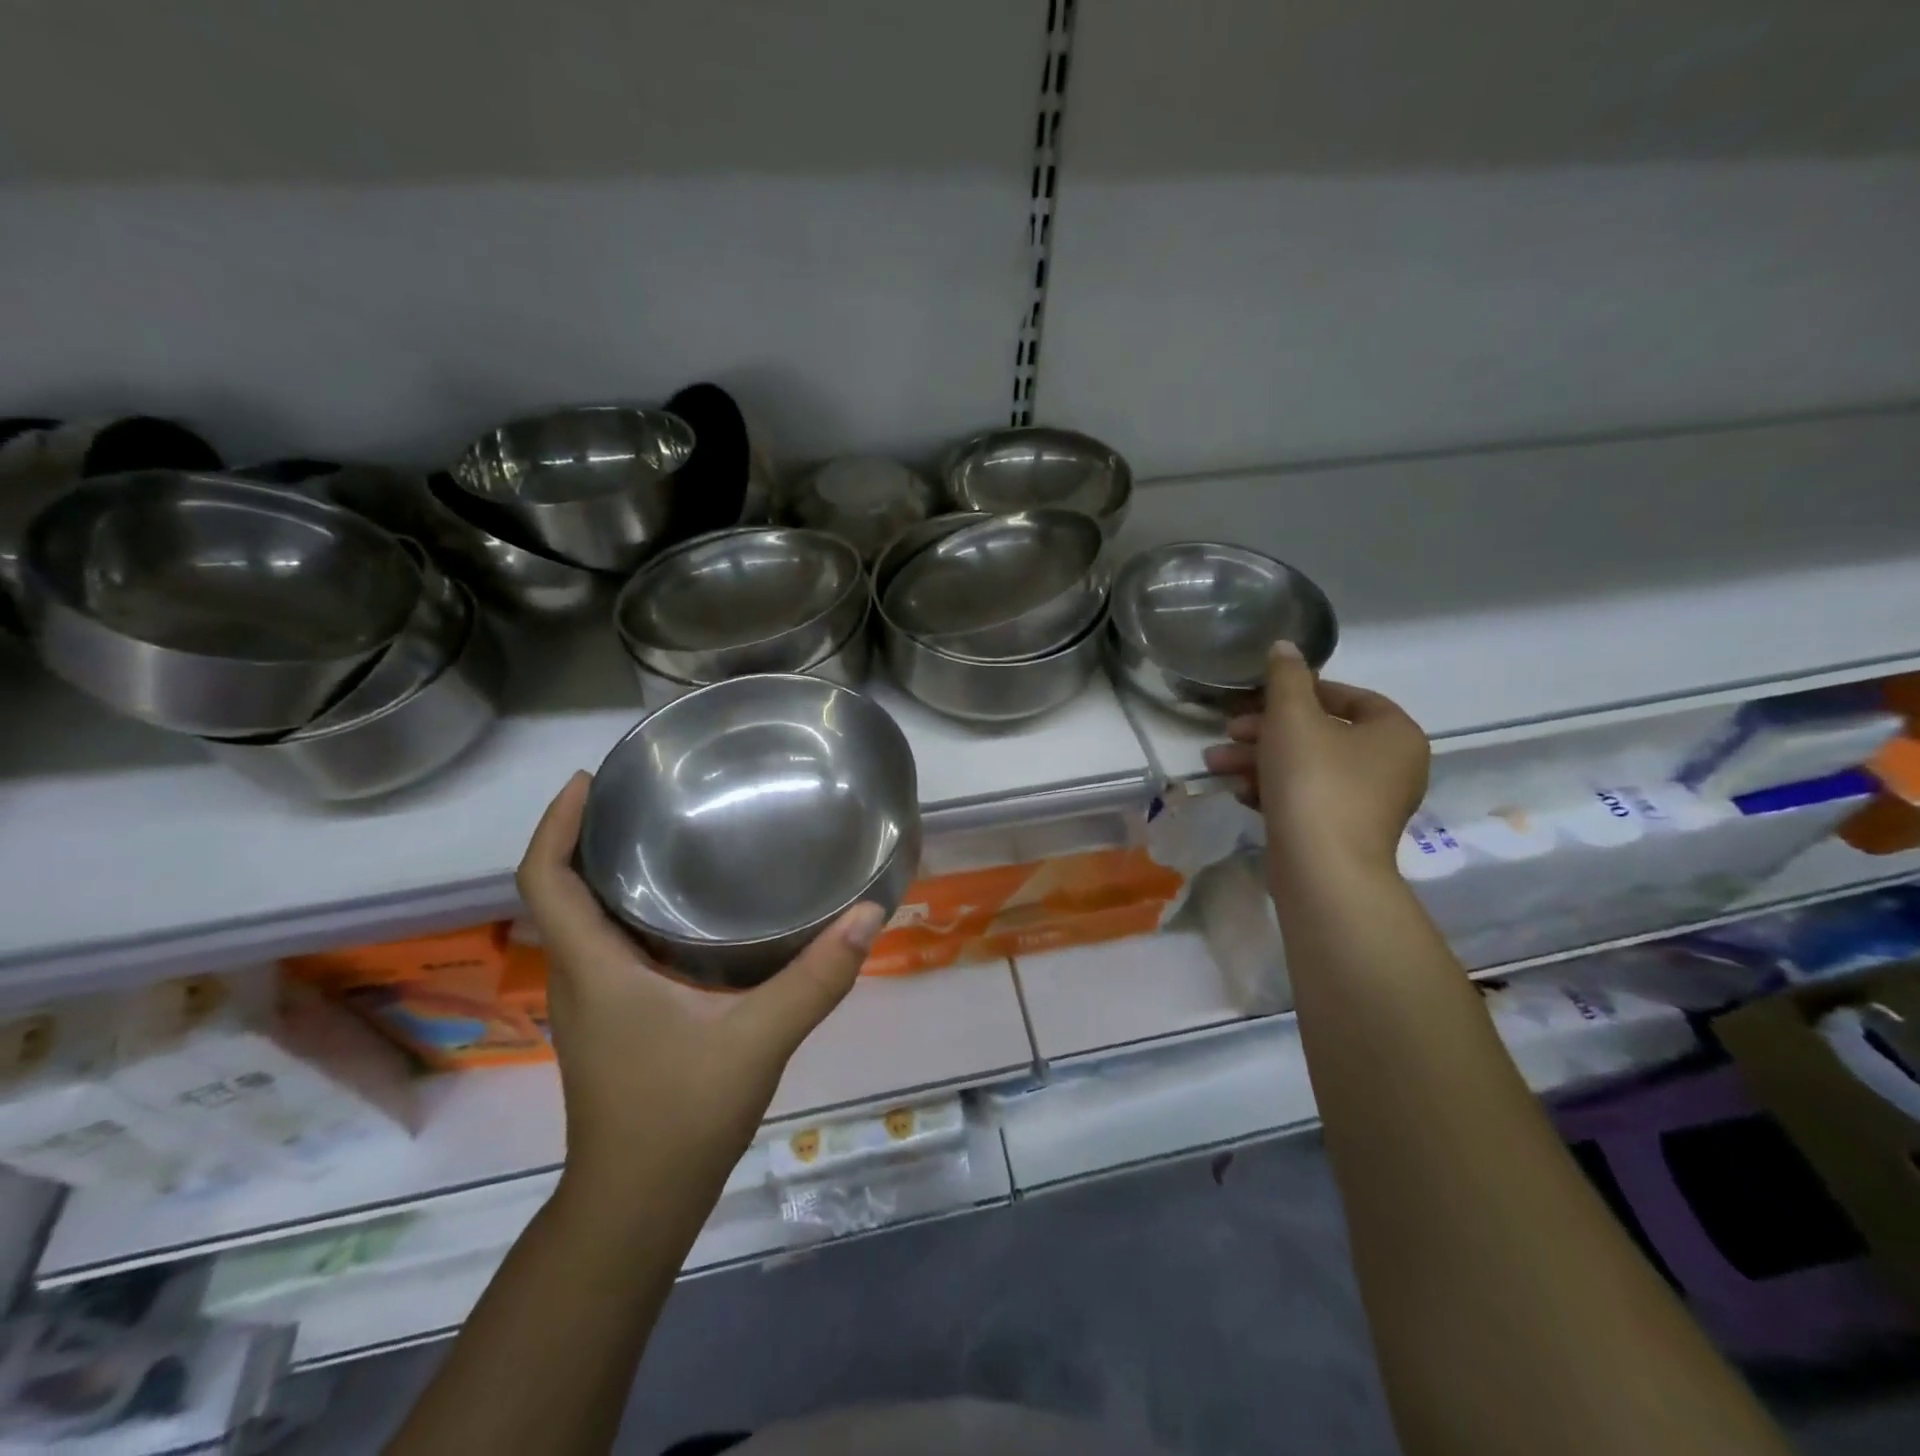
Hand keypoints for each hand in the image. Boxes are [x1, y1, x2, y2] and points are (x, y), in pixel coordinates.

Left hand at [516, 773, 883, 1207]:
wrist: (637, 1207)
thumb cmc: (680, 1116)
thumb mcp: (758, 1040)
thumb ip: (816, 977)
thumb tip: (869, 913)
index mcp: (593, 968)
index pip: (543, 880)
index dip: (556, 823)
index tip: (589, 781)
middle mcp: (580, 976)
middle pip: (559, 890)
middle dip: (586, 836)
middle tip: (642, 795)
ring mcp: (591, 1002)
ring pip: (583, 919)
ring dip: (607, 873)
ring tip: (667, 835)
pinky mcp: (611, 1020)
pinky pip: (607, 945)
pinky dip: (630, 911)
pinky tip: (687, 908)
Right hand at [1202, 642, 1429, 884]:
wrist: (1322, 870)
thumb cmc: (1314, 781)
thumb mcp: (1292, 718)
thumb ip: (1286, 677)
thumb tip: (1285, 646)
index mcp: (1394, 733)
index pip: (1348, 697)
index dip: (1300, 691)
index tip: (1261, 697)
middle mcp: (1390, 766)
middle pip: (1319, 734)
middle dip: (1265, 732)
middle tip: (1229, 731)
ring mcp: (1367, 804)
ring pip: (1305, 767)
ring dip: (1258, 760)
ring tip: (1216, 764)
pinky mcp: (1341, 832)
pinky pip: (1305, 797)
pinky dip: (1271, 789)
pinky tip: (1238, 791)